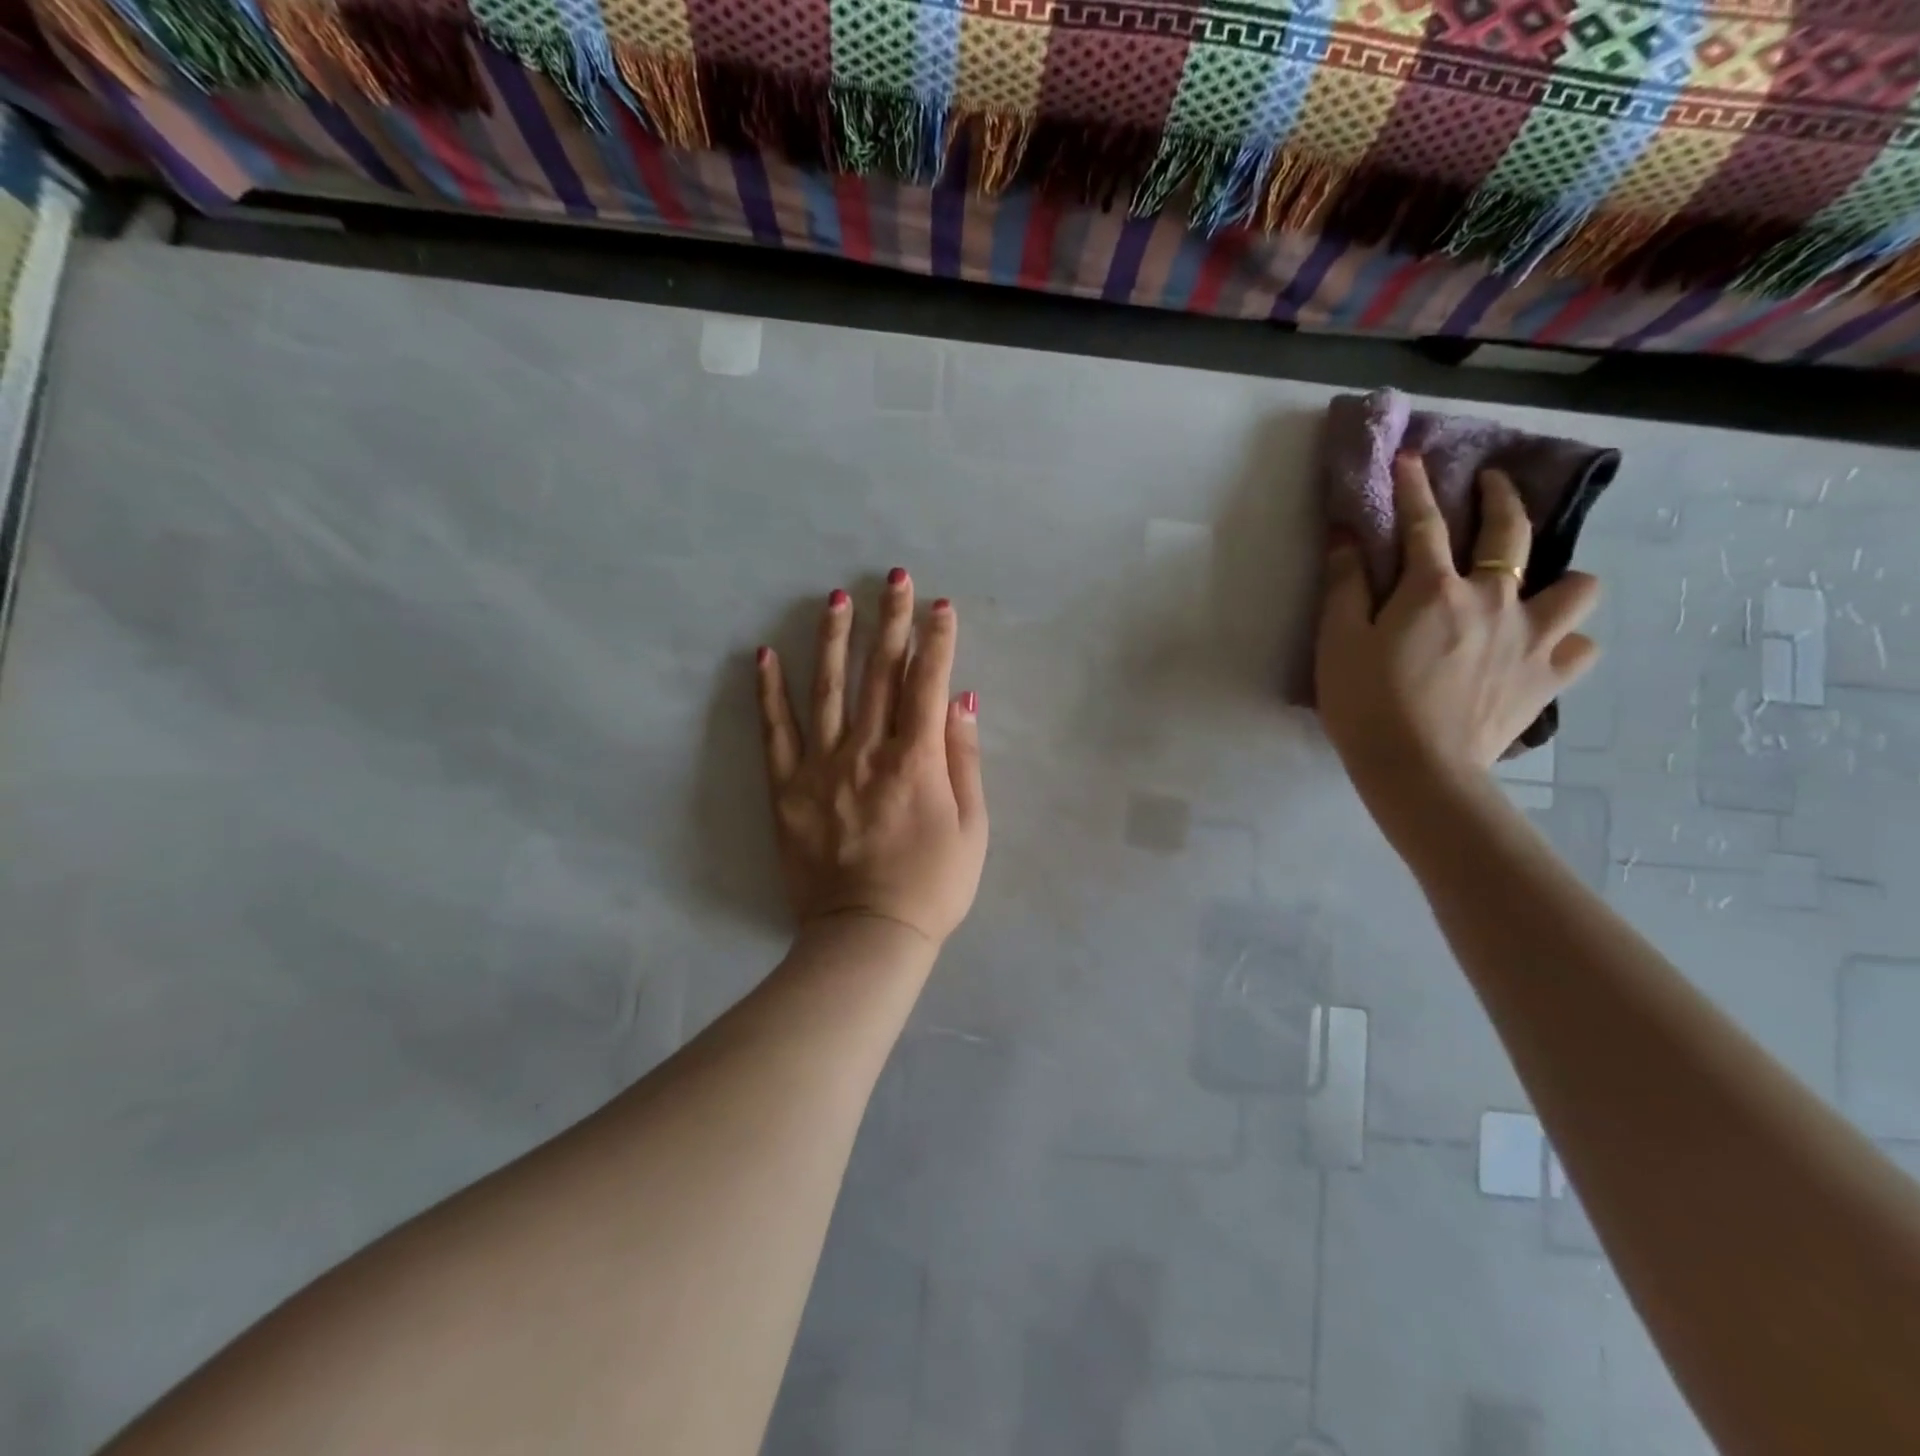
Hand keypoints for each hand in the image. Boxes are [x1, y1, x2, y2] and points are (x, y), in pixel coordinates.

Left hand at [755, 571, 988, 946]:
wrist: (867, 936)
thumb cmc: (932, 886)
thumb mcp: (972, 828)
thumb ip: (964, 760)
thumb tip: (961, 701)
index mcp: (916, 760)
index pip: (927, 683)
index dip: (937, 640)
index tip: (941, 604)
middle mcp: (868, 751)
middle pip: (880, 674)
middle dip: (890, 621)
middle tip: (893, 578)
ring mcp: (822, 767)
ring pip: (829, 690)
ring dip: (834, 640)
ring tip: (836, 599)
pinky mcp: (787, 789)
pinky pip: (775, 733)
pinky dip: (770, 693)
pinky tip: (765, 656)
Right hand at [1316, 454, 1600, 813]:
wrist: (1418, 769)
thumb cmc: (1366, 704)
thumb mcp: (1337, 641)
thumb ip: (1344, 584)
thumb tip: (1345, 534)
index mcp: (1434, 589)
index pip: (1423, 522)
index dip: (1413, 486)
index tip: (1411, 458)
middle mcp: (1494, 599)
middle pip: (1510, 531)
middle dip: (1502, 497)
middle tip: (1493, 484)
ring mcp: (1532, 637)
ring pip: (1577, 584)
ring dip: (1557, 578)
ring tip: (1532, 590)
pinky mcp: (1549, 678)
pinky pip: (1580, 645)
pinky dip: (1565, 641)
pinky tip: (1542, 649)